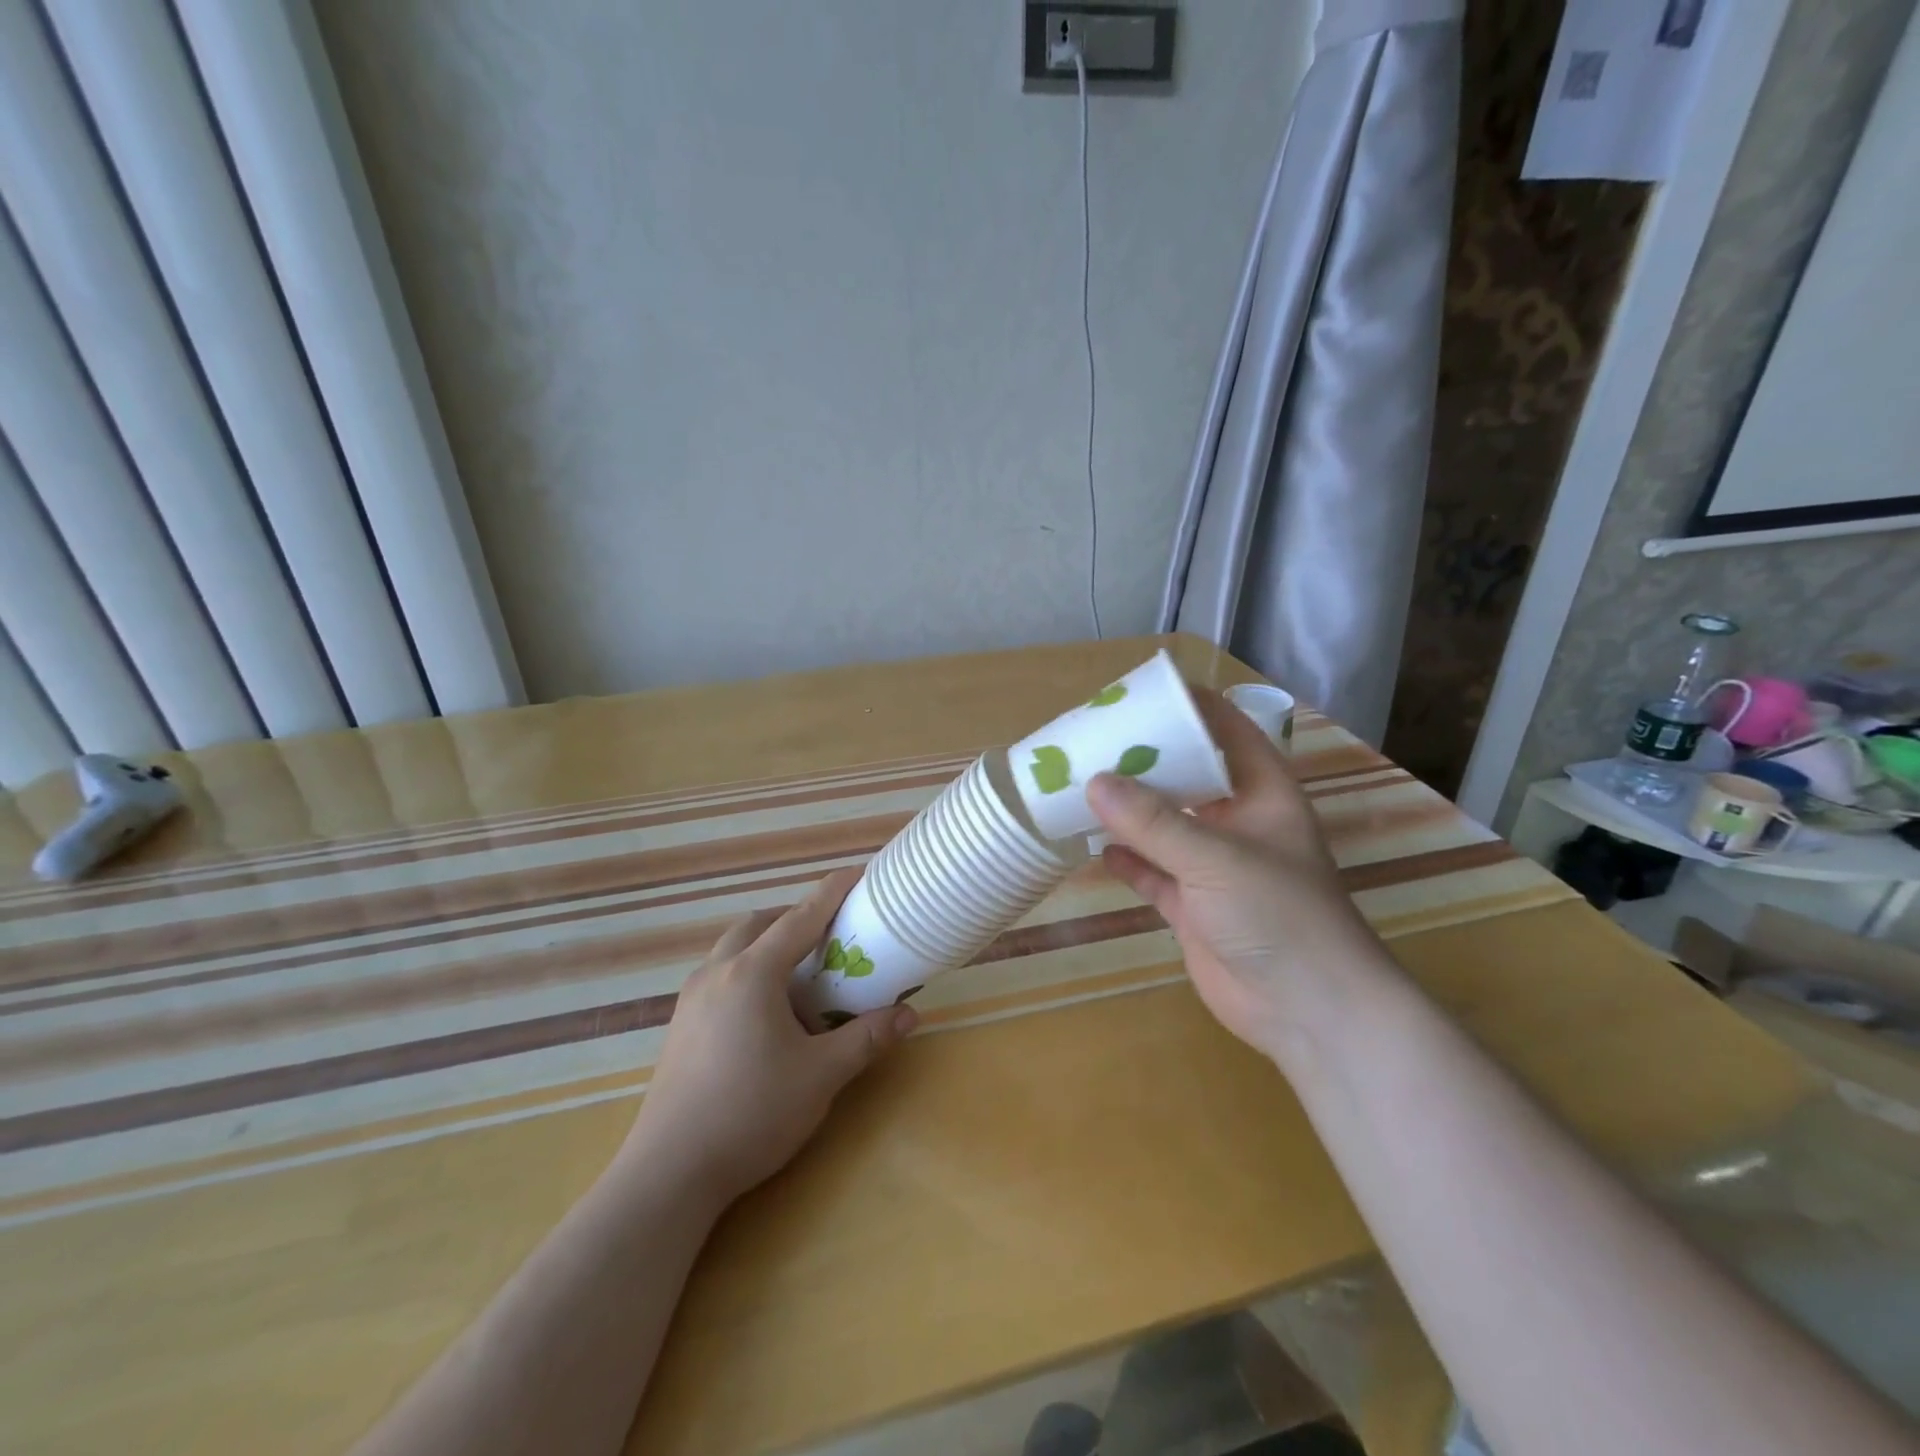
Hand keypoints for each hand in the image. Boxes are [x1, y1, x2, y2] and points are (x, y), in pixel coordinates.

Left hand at [619, 869, 915, 1205]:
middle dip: (794, 918)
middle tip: (828, 934)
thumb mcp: (821, 1076)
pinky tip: (765, 1012)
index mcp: (752, 974)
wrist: (670, 1173)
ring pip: (733, 949)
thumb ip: (866, 1039)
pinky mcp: (679, 1025)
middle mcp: (717, 973)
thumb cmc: (751, 1113)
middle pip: (758, 924)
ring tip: (799, 973)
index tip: (856, 873)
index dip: (831, 893)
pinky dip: (748, 971)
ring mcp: (691, 999)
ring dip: (767, 944)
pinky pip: (719, 975)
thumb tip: (910, 1015)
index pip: (800, 918)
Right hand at [1088, 690, 1398, 1065]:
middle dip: (1144, 760)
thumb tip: (1093, 782)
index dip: (1189, 707)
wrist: (1308, 1012)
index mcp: (1261, 792)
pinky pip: (1152, 872)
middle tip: (1092, 740)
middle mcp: (1237, 821)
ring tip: (1079, 787)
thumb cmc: (1279, 915)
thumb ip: (1154, 822)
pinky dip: (1127, 860)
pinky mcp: (1192, 906)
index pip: (1226, 730)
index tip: (1140, 692)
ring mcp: (1212, 866)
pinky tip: (1095, 847)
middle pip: (1187, 776)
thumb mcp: (1216, 858)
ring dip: (1127, 811)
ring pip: (1163, 825)